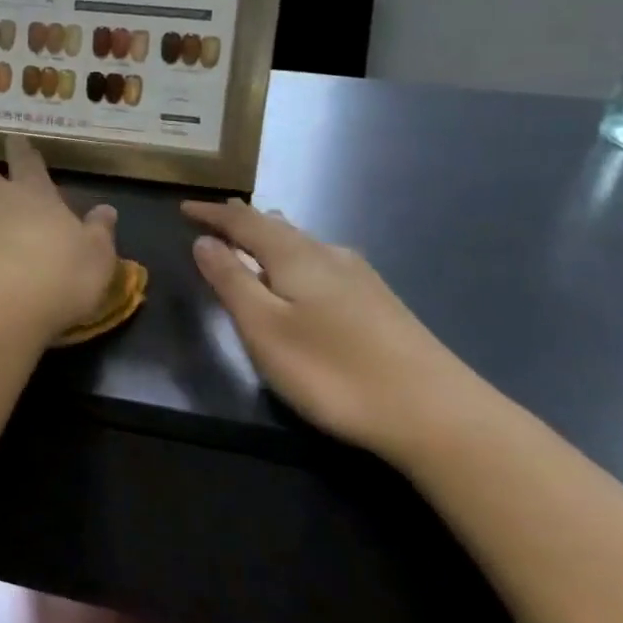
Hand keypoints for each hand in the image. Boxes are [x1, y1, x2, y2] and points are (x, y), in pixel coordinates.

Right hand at [184, 199, 491, 464]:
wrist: (437, 415)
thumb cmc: (333, 370)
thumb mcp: (264, 328)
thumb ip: (231, 280)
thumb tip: (204, 240)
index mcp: (294, 256)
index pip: (243, 222)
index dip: (212, 214)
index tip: (184, 207)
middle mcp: (328, 255)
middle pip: (277, 227)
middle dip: (243, 221)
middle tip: (217, 216)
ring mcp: (360, 278)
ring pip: (303, 244)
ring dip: (271, 237)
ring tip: (254, 236)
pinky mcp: (380, 303)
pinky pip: (322, 262)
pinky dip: (296, 257)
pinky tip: (305, 274)